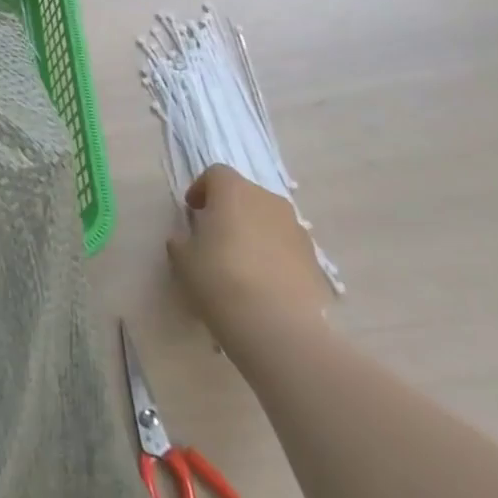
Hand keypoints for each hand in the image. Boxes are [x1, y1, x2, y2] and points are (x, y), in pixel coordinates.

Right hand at [167, 166, 331, 349]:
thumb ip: (182, 241)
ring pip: (269, 219)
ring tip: (241, 262)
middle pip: (245, 194)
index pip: (215, 174)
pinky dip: (274, 254)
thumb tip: (187, 240)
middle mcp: (268, 200)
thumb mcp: (183, 259)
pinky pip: (286, 246)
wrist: (276, 324)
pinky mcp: (314, 258)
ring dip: (254, 231)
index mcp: (233, 191)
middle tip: (215, 236)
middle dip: (229, 209)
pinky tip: (263, 282)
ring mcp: (296, 228)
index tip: (193, 211)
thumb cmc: (219, 278)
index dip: (201, 189)